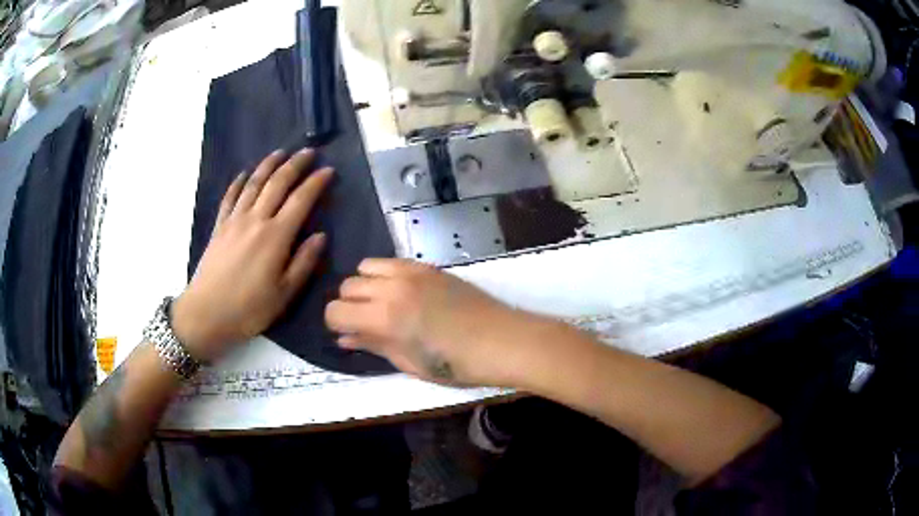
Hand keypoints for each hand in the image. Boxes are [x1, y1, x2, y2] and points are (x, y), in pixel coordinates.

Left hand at [172, 149, 332, 360]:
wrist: (206, 314)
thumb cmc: (248, 309)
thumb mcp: (284, 294)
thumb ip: (304, 263)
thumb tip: (320, 236)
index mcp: (276, 237)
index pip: (300, 200)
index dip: (316, 182)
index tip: (328, 170)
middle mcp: (256, 220)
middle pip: (277, 183)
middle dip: (295, 164)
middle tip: (308, 152)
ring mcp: (234, 220)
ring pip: (254, 183)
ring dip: (268, 164)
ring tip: (280, 152)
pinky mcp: (219, 226)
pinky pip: (230, 196)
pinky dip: (239, 182)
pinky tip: (245, 174)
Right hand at [325, 259, 534, 385]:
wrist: (501, 340)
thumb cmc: (456, 364)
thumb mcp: (409, 363)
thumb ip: (373, 345)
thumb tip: (345, 338)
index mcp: (384, 317)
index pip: (335, 310)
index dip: (335, 324)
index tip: (347, 333)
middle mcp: (391, 287)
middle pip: (347, 286)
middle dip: (349, 306)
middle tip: (365, 323)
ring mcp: (411, 272)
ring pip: (366, 267)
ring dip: (365, 285)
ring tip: (383, 305)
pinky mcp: (428, 266)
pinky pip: (392, 262)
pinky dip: (386, 274)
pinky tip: (402, 293)